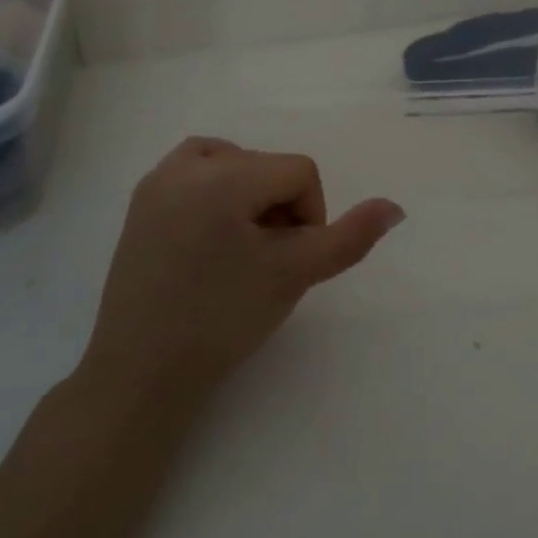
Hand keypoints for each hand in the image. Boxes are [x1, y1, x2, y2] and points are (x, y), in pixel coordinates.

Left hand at [78, 137, 403, 406]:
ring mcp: (157, 181)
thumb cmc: (223, 320)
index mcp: (223, 176)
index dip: (310, 217)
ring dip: (250, 196)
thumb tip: (395, 207)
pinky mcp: (141, 202)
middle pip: (267, 166)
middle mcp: (186, 165)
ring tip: (241, 248)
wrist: (141, 374)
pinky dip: (217, 193)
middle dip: (278, 209)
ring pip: (233, 163)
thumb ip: (350, 237)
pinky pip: (196, 173)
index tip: (289, 262)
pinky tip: (213, 237)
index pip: (300, 171)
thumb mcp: (295, 274)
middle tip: (263, 263)